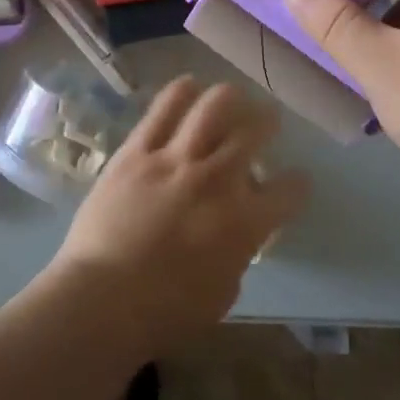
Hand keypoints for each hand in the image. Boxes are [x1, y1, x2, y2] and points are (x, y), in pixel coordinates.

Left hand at [48, 77, 310, 350]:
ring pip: (214, 105)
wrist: (101, 300)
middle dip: (268, 122)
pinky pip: (165, 107)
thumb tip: (235, 230)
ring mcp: (175, 159)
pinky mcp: (137, 150)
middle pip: (255, 130)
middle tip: (266, 122)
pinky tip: (190, 87)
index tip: (295, 182)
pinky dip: (182, 92)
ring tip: (231, 100)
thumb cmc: (165, 312)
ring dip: (230, 99)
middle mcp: (217, 179)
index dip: (298, 184)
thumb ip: (237, 251)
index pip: (290, 190)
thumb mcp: (222, 292)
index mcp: (244, 221)